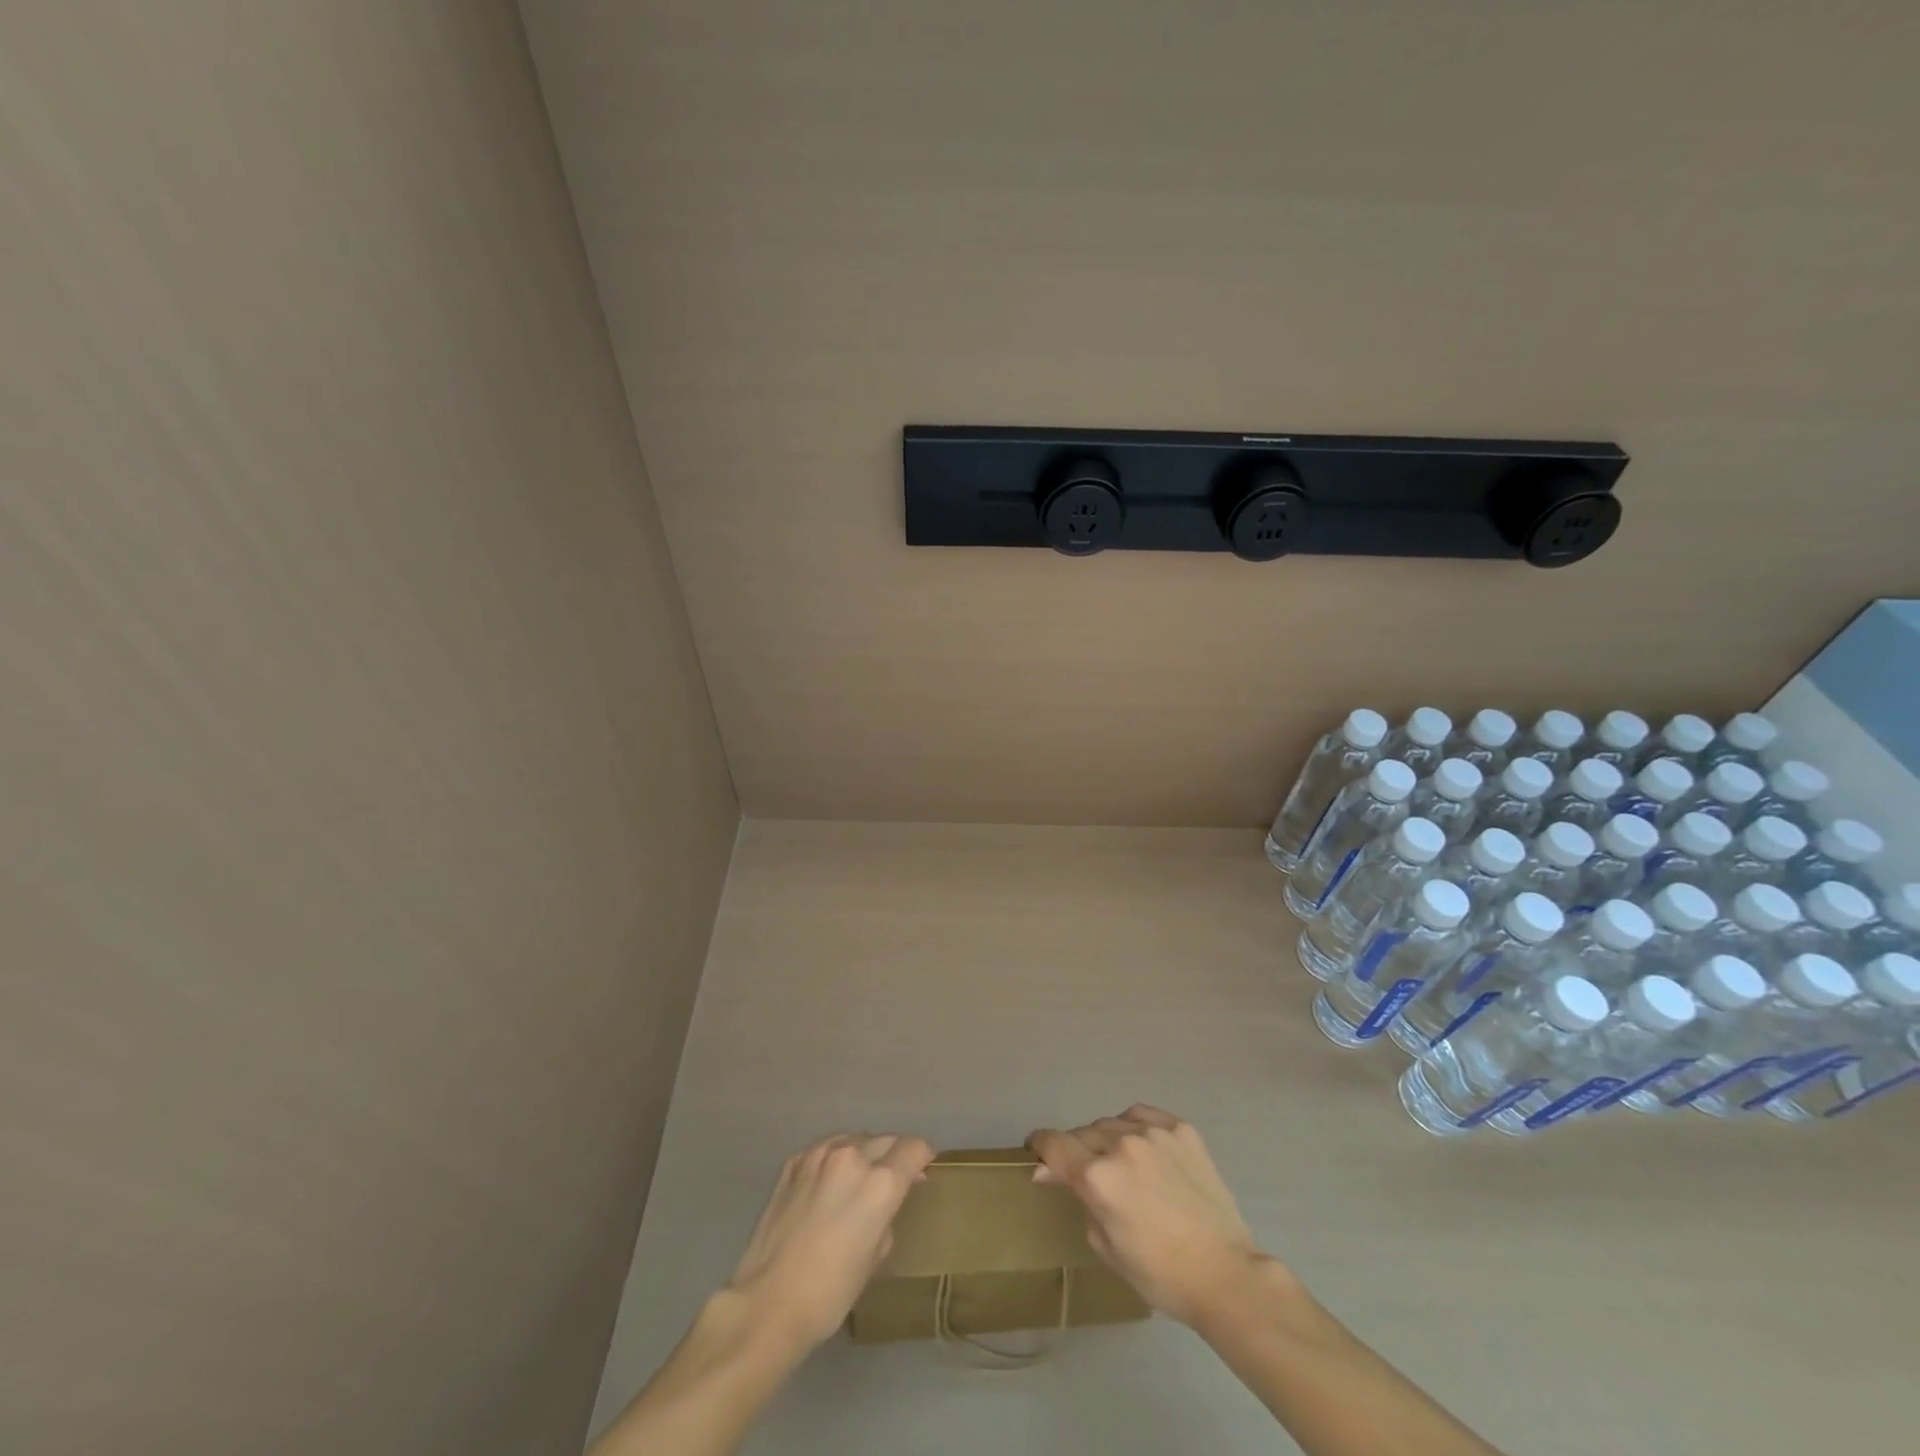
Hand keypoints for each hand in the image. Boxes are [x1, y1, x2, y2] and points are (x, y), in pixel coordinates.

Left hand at [726, 1133, 934, 1352]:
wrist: (768, 1302)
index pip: (914, 1147)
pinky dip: (833, 1160)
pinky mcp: (793, 1161)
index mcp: (880, 1182)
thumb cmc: (831, 1291)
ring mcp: (819, 1155)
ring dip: (863, 1154)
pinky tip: (826, 1186)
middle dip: (893, 1156)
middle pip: (886, 1139)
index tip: (920, 1172)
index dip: (922, 1158)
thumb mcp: (876, 1254)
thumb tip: (893, 1195)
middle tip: (889, 1182)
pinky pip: (825, 1150)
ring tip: (855, 1182)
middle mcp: (852, 1157)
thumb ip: (890, 1213)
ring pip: (854, 1140)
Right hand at [1028, 1105, 1271, 1329]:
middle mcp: (1121, 1144)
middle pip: (1082, 1133)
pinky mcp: (1181, 1129)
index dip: (1039, 1146)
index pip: (1053, 1144)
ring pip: (1111, 1123)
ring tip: (1120, 1163)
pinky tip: (1143, 1147)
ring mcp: (1154, 1132)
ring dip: (1106, 1139)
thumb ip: (1077, 1199)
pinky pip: (1143, 1116)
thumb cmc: (1160, 1274)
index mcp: (1097, 1176)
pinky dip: (1134, 1127)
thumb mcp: (1105, 1244)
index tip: (1036, 1152)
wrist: (1225, 1273)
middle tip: (1085, 1173)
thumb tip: (1049, 1172)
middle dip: (1076, 1151)